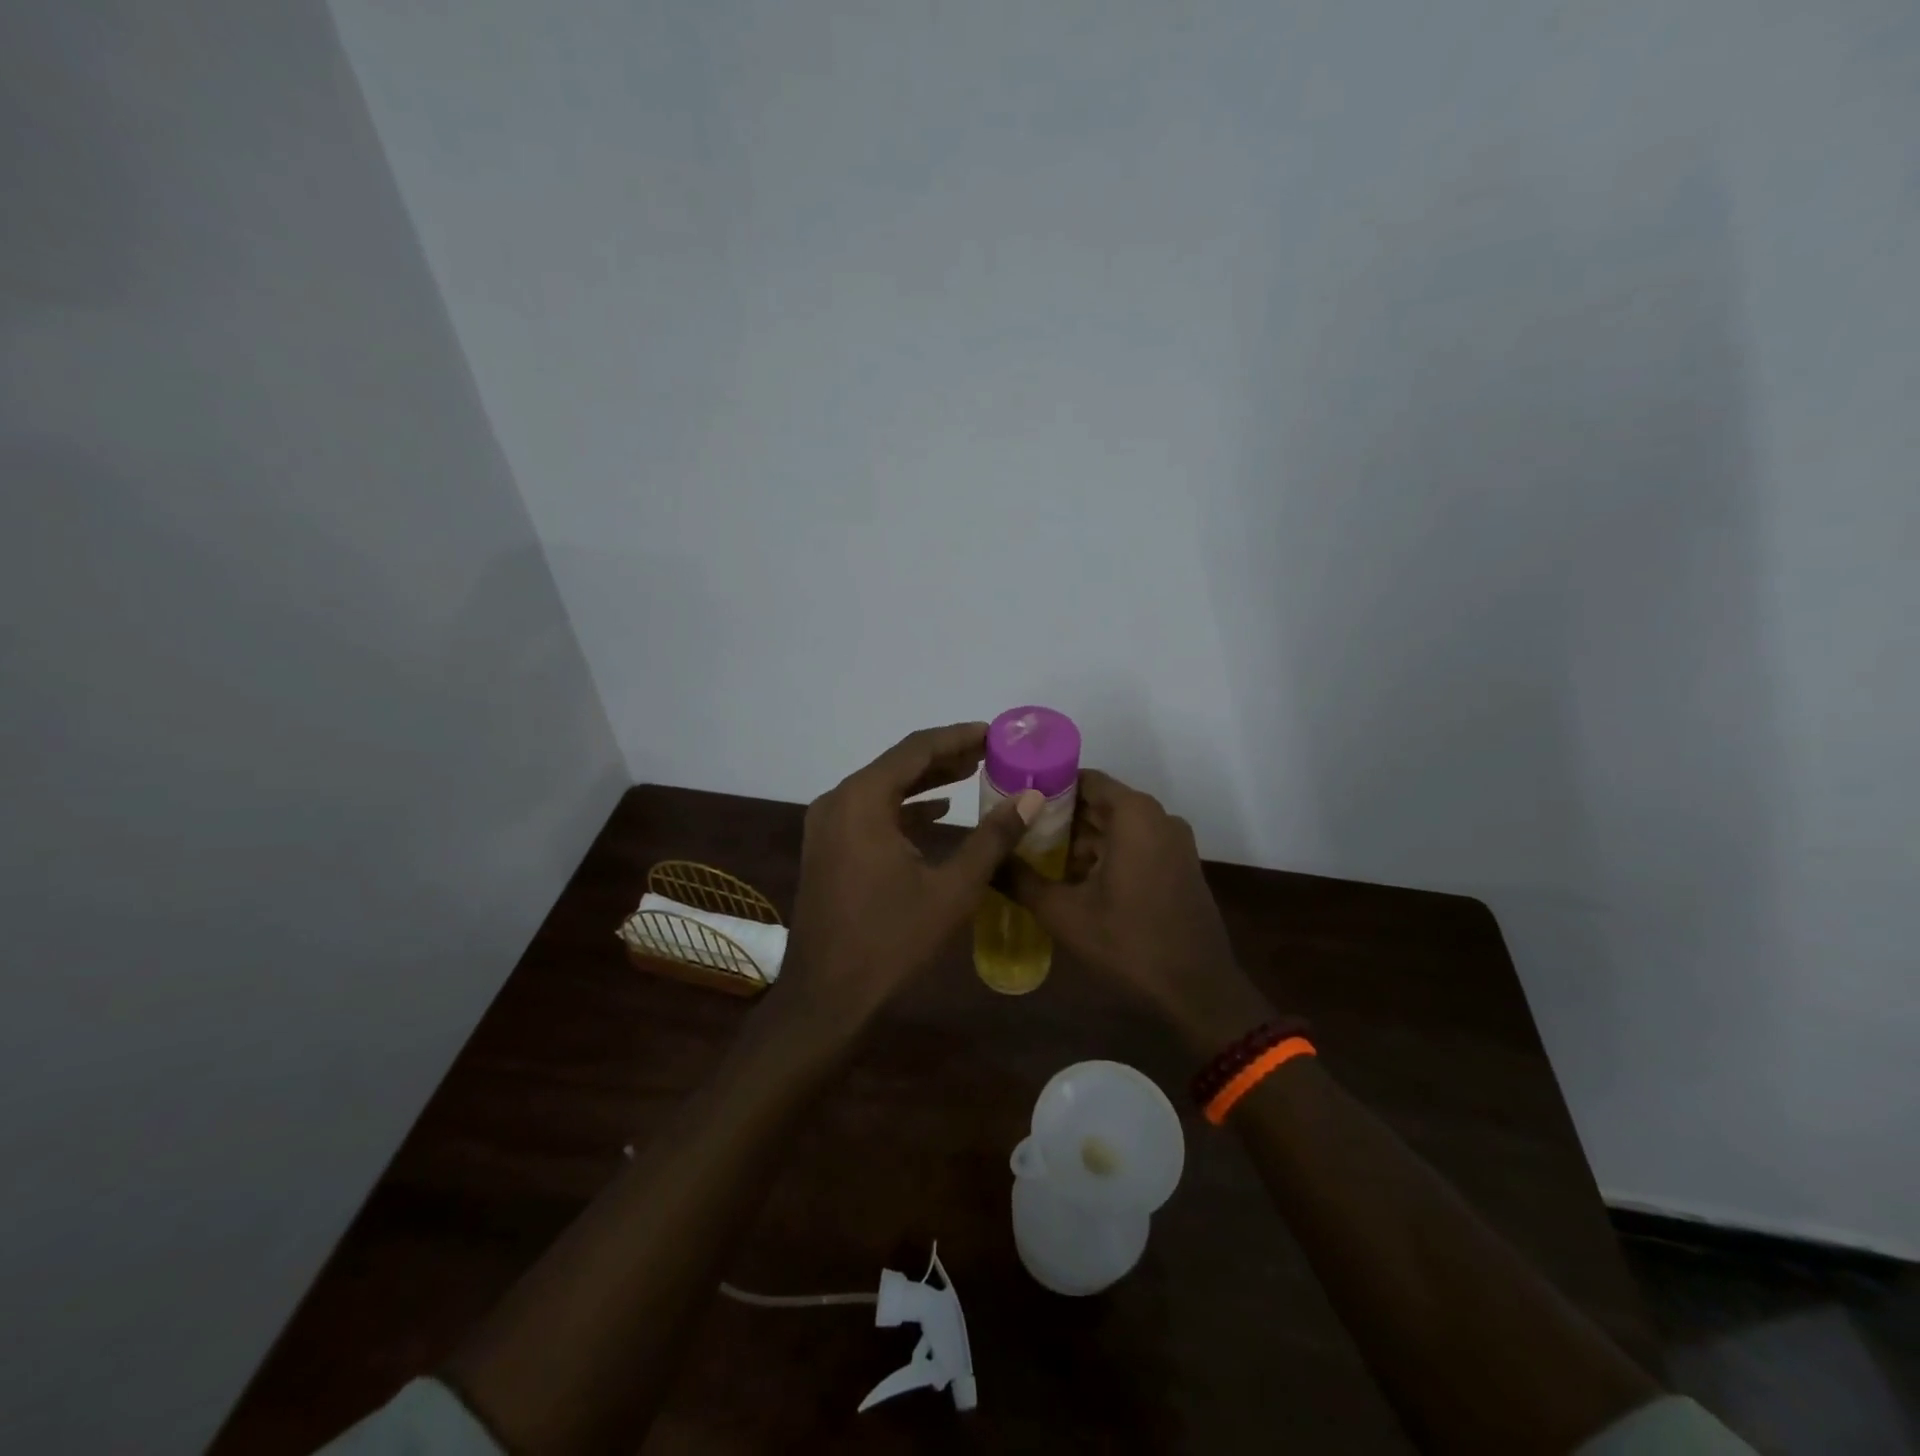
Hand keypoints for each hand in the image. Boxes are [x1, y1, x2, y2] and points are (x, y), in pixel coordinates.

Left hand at [783, 722, 1041, 1022]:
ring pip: (884, 787)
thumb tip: (1030, 797)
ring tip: (972, 772)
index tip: (995, 733)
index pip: (916, 749)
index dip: (959, 737)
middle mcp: (838, 800)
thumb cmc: (891, 940)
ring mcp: (827, 824)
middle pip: (898, 764)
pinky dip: (905, 807)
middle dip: (945, 756)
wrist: (827, 996)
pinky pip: (871, 811)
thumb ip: (992, 837)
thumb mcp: (952, 888)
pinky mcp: (828, 847)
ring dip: (926, 780)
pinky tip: (937, 813)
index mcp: (863, 799)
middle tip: (991, 752)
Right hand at [1007, 769, 1274, 1054]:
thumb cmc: (1129, 943)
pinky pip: (1134, 845)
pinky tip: (1073, 879)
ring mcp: (1173, 842)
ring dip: (1081, 840)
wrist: (1198, 991)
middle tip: (1017, 832)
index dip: (1047, 787)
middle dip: (1059, 817)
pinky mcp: (1178, 866)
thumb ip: (1021, 881)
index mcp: (1134, 814)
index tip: (1014, 801)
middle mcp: (1158, 817)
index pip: (1084, 780)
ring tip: (1037, 857)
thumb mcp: (1064, 913)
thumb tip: (985, 862)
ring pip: (1116, 827)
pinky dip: (1105, 854)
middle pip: (1099, 803)